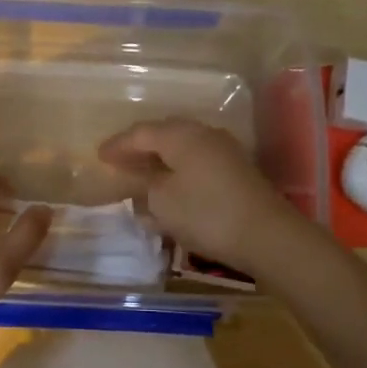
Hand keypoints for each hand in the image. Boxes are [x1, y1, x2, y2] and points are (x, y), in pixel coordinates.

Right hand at [97, 118, 294, 273]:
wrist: (267, 235)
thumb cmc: (206, 213)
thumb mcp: (163, 201)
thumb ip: (147, 184)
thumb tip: (145, 177)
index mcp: (181, 135)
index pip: (141, 132)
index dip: (118, 144)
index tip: (99, 155)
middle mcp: (204, 134)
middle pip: (165, 135)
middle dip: (140, 147)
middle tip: (120, 161)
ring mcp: (224, 151)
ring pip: (183, 148)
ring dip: (161, 160)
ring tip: (143, 174)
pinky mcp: (237, 171)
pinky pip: (198, 162)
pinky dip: (179, 171)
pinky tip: (171, 187)